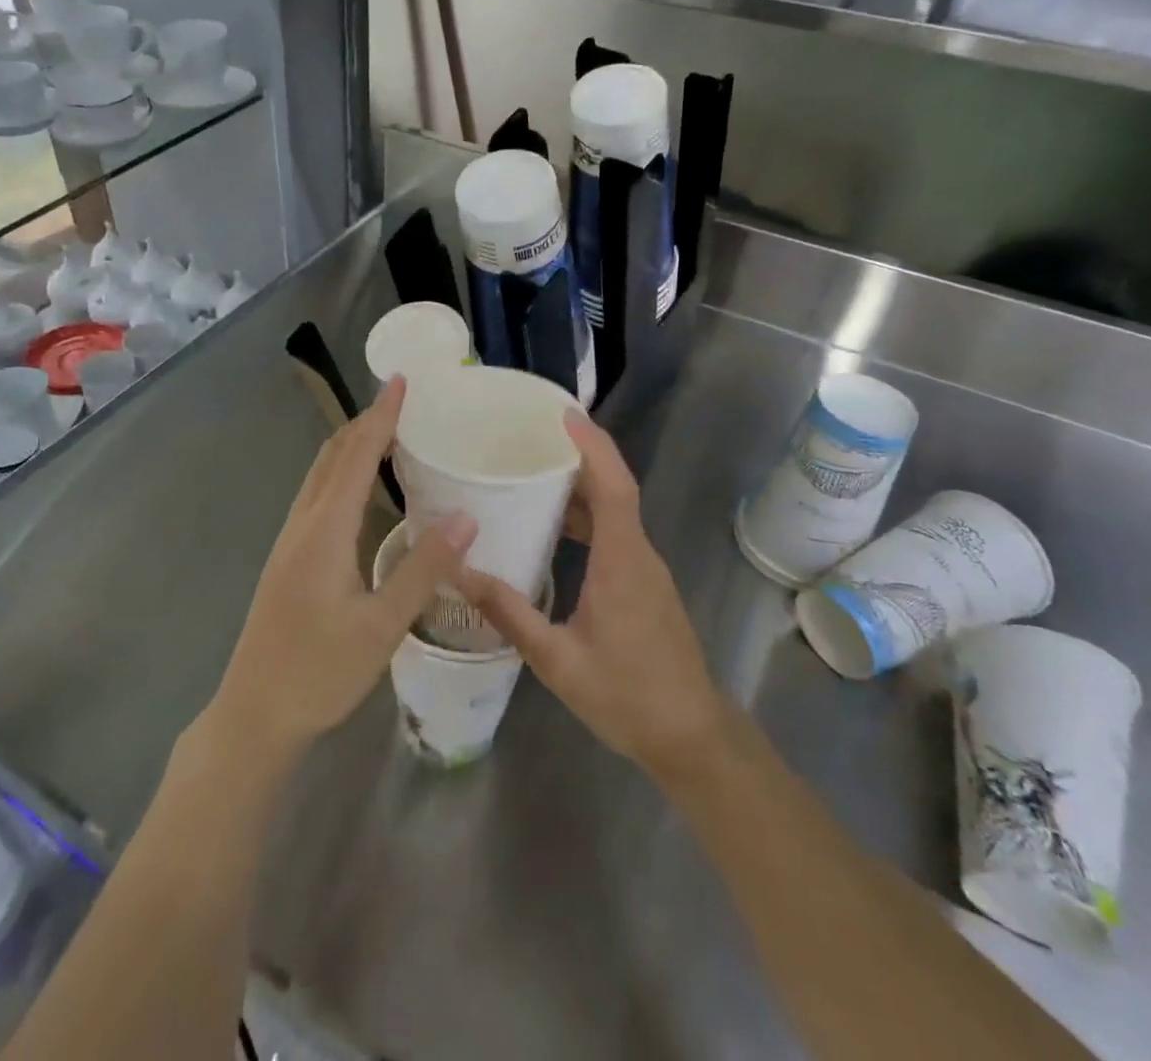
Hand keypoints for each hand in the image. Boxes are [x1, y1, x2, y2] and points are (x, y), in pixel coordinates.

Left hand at [206, 377, 476, 766]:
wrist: (255, 714)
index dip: (380, 417)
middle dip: (366, 421)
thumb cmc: (320, 673)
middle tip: (402, 399)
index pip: (355, 457)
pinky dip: (342, 471)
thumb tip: (468, 517)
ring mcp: (290, 541)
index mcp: (324, 531)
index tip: (400, 381)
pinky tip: (361, 487)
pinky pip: (317, 495)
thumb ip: (424, 569)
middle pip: (332, 456)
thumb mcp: (382, 626)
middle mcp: (302, 524)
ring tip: (388, 431)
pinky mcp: (289, 558)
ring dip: (351, 444)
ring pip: (321, 474)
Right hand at [454, 411, 726, 781]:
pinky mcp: (645, 585)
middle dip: (580, 455)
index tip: (564, 414)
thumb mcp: (557, 660)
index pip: (614, 485)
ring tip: (535, 472)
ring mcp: (646, 570)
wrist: (691, 737)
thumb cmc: (627, 697)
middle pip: (615, 488)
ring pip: (617, 511)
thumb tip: (459, 572)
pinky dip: (589, 516)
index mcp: (623, 562)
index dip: (592, 446)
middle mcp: (639, 554)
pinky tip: (555, 528)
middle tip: (534, 435)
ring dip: (583, 486)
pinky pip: (617, 533)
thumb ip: (510, 613)